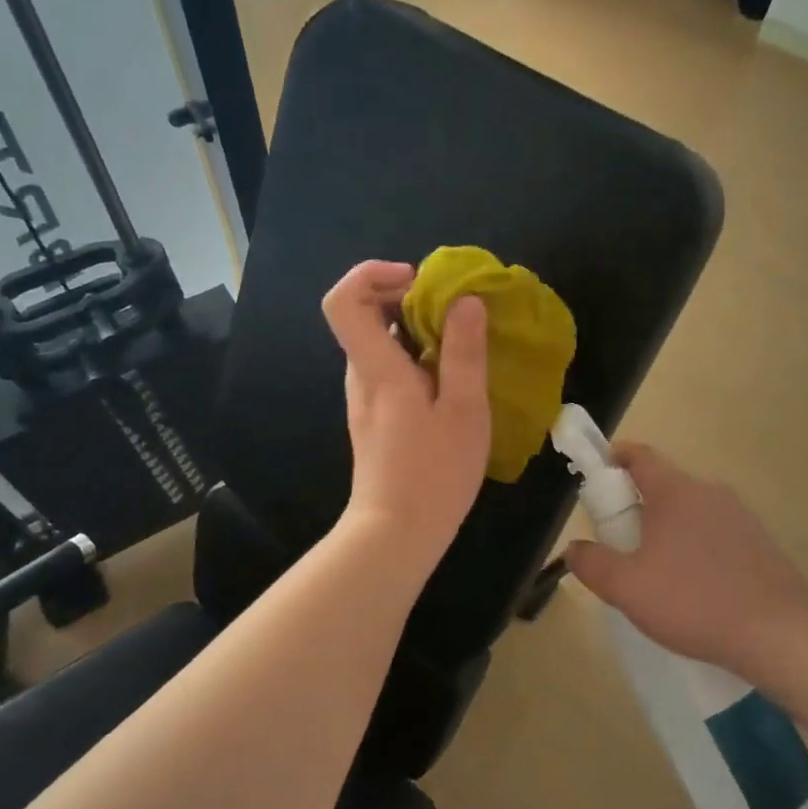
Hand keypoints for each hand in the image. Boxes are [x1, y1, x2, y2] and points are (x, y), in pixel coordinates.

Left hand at [323, 260, 490, 572]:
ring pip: (381, 344)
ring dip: (417, 331)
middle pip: (365, 316)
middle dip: (407, 299)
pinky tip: (452, 383)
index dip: (371, 274)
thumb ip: (464, 353)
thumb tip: (465, 300)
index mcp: (377, 368)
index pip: (343, 300)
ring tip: (462, 346)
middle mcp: (362, 377)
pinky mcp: (376, 419)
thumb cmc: (434, 474)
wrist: (396, 534)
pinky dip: (417, 359)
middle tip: (455, 312)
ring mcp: (365, 399)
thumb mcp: (464, 411)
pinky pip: (390, 370)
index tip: (416, 280)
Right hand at [565, 444, 807, 678]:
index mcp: (676, 491)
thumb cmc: (693, 600)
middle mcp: (710, 493)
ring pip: (692, 511)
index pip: (641, 456)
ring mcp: (740, 517)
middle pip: (665, 484)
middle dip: (638, 502)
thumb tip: (573, 548)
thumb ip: (593, 564)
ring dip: (668, 527)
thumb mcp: (627, 588)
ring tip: (654, 567)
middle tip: (618, 535)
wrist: (779, 632)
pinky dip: (696, 547)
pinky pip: (715, 534)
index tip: (599, 468)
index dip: (616, 456)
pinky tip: (693, 586)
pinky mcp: (760, 544)